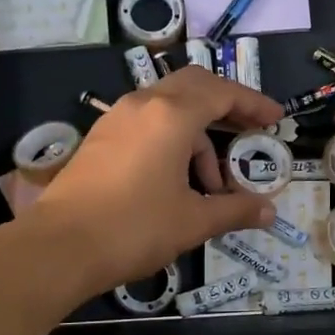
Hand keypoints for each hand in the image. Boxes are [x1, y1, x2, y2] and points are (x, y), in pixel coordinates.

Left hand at [27, 68, 285, 296]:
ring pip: (168, 107)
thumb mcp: (193, 221)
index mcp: (171, 115)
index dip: (254, 104)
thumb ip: (235, 210)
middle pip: (194, 86)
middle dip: (226, 106)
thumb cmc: (134, 228)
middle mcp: (143, 104)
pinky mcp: (99, 138)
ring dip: (197, 134)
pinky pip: (146, 122)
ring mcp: (116, 119)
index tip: (276, 120)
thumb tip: (270, 212)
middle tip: (248, 132)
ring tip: (209, 185)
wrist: (58, 247)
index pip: (222, 93)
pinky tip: (175, 180)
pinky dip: (170, 139)